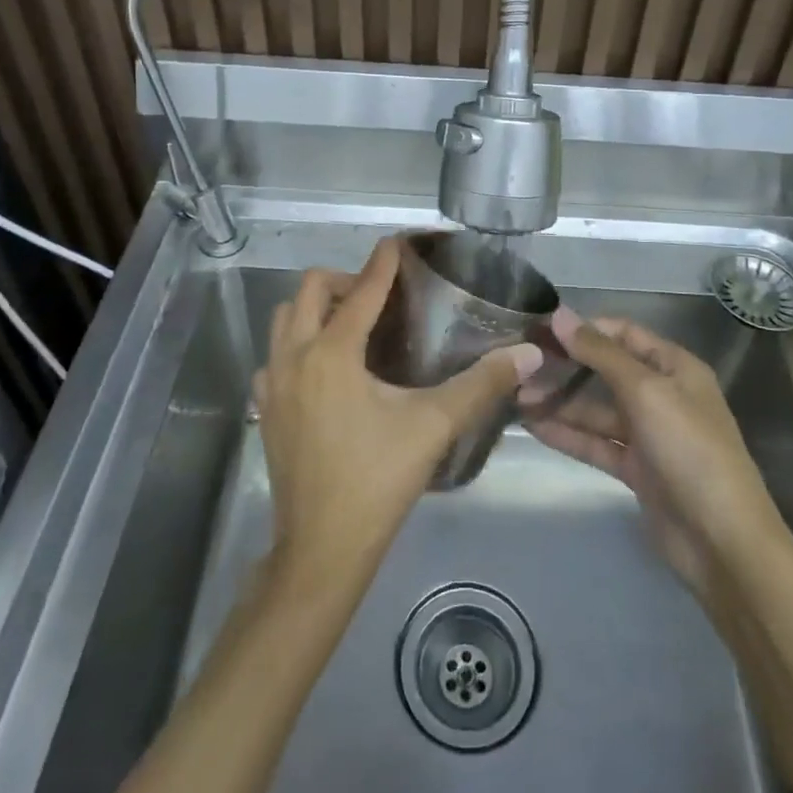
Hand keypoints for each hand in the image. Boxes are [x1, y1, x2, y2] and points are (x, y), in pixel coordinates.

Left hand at [255, 238, 540, 588]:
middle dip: (343, 280)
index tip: (398, 243)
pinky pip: (274, 356)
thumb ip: (481, 385)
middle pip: (308, 290)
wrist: (321, 550)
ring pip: (284, 319)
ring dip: (314, 309)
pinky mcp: (264, 409)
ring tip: (350, 325)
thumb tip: (528, 353)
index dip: (383, 263)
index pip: (361, 290)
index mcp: (332, 353)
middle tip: (378, 296)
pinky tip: (324, 370)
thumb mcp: (433, 427)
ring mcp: (272, 383)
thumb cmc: (377, 481)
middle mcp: (294, 356)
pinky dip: (296, 345)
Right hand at [523, 311, 782, 597]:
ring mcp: (649, 434)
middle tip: (520, 364)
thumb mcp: (645, 391)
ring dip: (560, 403)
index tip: (540, 328)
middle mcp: (662, 395)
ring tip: (516, 396)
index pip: (623, 334)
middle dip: (565, 367)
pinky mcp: (636, 470)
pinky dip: (568, 434)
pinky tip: (532, 426)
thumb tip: (559, 315)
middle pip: (606, 371)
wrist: (722, 541)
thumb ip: (600, 353)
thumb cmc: (689, 448)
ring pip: (597, 410)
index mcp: (674, 367)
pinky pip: (596, 443)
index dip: (584, 328)